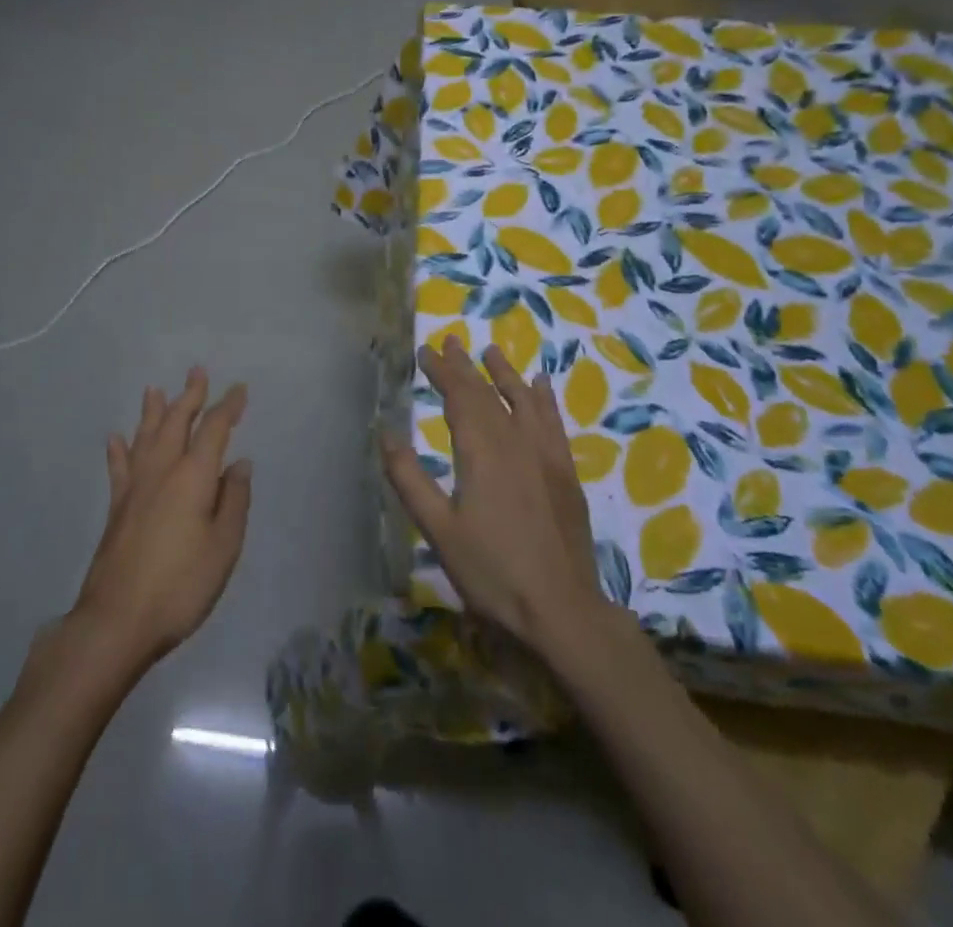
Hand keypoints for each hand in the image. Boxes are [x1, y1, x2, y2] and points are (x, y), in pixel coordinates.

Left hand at [66, 368, 252, 675]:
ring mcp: (135, 488)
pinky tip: (116, 438)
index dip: (228, 407)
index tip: (239, 389)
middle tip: (197, 371)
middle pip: (176, 422)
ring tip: (154, 389)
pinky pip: (119, 467)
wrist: (117, 620)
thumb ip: (233, 501)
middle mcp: (162, 471)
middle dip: (189, 396)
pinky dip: (119, 450)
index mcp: (193, 476)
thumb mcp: (223, 547)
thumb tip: (240, 464)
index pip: (213, 429)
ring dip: (153, 411)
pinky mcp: (117, 507)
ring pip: (145, 437)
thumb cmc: (181, 585)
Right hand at [382, 338, 603, 651]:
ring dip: (505, 373)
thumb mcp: (438, 530)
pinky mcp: (566, 473)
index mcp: (482, 451)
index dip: (441, 371)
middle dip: (466, 366)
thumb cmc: (492, 572)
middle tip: (450, 341)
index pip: (459, 397)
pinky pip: (554, 422)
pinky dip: (544, 399)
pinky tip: (541, 386)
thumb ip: (409, 478)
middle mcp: (516, 442)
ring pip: (523, 400)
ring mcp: (546, 456)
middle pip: (487, 393)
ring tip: (492, 352)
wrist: (563, 611)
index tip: (425, 350)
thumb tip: (386, 432)